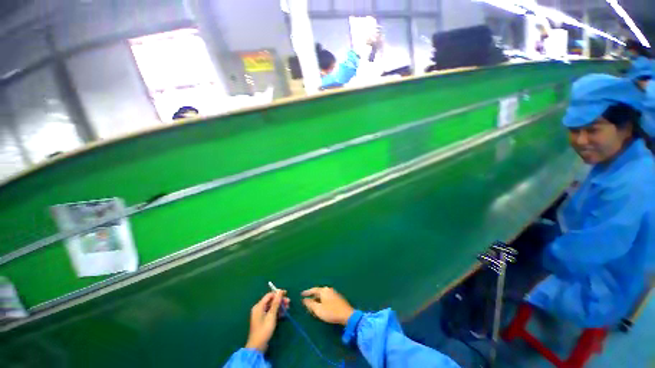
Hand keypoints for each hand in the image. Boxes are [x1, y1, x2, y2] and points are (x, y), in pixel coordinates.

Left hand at [245, 290, 289, 352]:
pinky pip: (271, 312)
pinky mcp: (263, 320)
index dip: (278, 293)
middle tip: (288, 302)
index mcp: (259, 306)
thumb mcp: (271, 316)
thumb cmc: (264, 330)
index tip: (286, 293)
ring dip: (279, 306)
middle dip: (280, 301)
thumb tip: (280, 291)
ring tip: (287, 308)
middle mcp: (259, 308)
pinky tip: (283, 314)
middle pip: (271, 301)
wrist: (257, 347)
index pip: (269, 295)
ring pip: (272, 306)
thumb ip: (276, 303)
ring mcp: (261, 314)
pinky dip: (277, 312)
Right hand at [301, 287, 354, 325]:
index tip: (301, 294)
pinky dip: (322, 302)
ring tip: (313, 307)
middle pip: (318, 293)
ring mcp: (333, 293)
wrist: (347, 315)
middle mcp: (328, 290)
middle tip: (306, 303)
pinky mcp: (337, 298)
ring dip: (317, 301)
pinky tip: (321, 308)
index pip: (313, 290)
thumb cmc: (331, 312)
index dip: (307, 293)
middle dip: (312, 298)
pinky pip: (326, 298)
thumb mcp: (318, 309)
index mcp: (324, 290)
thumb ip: (310, 304)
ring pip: (322, 296)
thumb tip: (305, 300)